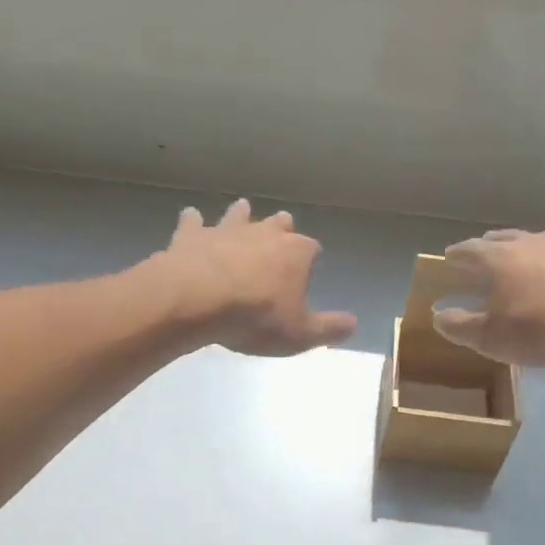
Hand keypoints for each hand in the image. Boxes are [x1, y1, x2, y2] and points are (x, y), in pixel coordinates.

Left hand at [157, 199, 356, 356]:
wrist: (196, 301)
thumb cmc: (255, 319)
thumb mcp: (300, 334)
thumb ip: (329, 329)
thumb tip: (354, 324)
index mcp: (295, 253)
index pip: (311, 249)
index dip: (310, 260)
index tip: (307, 271)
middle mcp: (264, 234)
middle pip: (279, 224)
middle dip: (282, 227)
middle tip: (281, 230)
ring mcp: (227, 230)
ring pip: (239, 214)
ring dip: (242, 214)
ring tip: (242, 210)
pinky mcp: (193, 235)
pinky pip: (194, 222)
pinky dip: (193, 221)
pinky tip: (191, 217)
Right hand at [432, 229, 544, 366]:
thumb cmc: (537, 331)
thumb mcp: (488, 338)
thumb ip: (459, 326)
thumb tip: (438, 316)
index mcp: (499, 259)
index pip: (470, 249)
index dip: (457, 254)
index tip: (449, 257)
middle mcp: (532, 243)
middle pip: (505, 236)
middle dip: (491, 243)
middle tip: (485, 249)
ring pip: (544, 238)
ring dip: (532, 245)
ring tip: (529, 254)